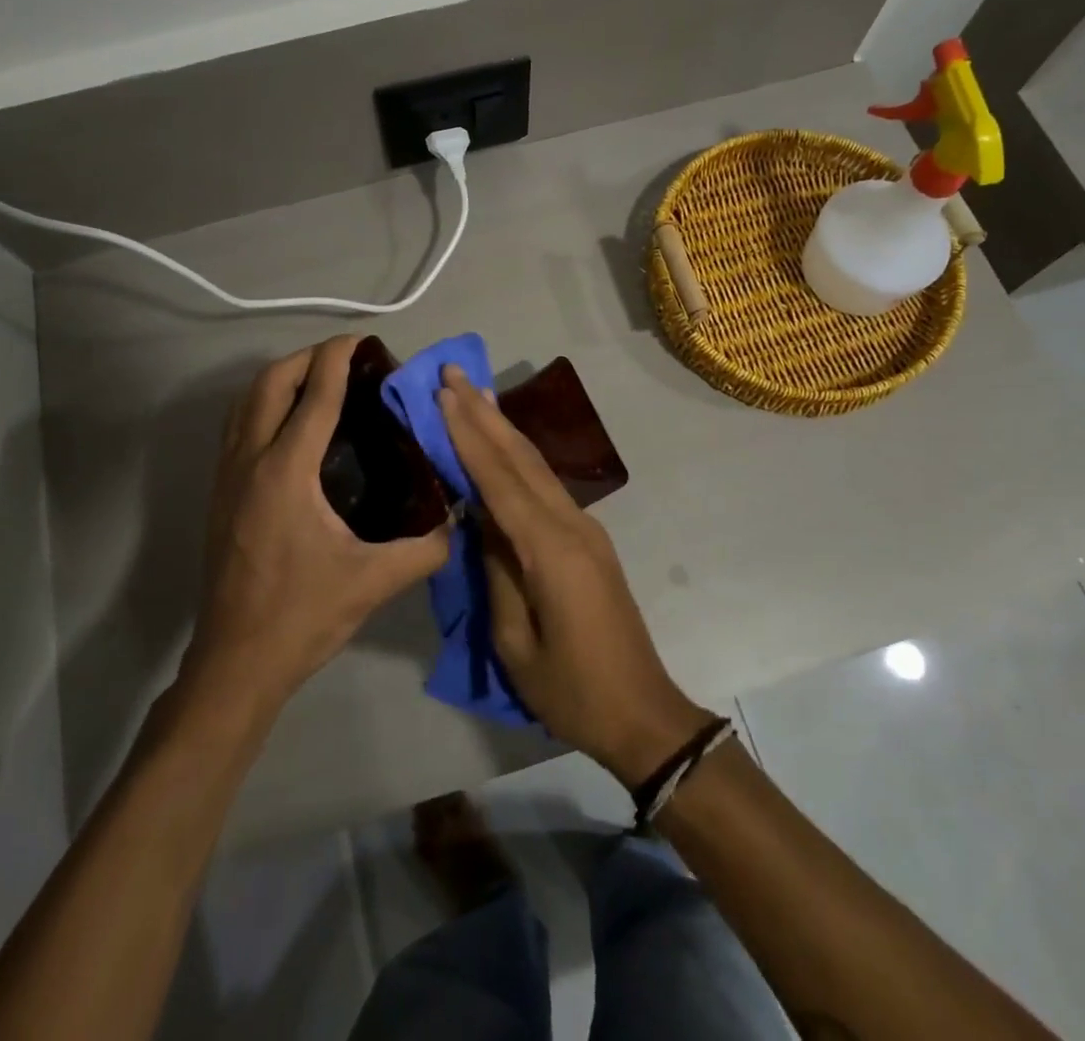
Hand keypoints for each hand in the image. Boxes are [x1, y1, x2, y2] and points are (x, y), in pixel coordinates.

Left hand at [182, 337, 450, 713]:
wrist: (237, 662)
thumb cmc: (302, 615)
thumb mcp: (373, 581)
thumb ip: (426, 548)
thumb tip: (460, 521)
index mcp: (286, 472)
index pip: (315, 396)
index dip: (337, 359)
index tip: (360, 339)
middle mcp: (250, 462)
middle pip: (269, 384)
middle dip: (305, 359)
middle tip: (343, 358)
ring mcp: (227, 477)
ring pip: (245, 403)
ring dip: (279, 379)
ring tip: (317, 381)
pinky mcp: (219, 495)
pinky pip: (237, 427)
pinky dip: (263, 406)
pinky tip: (290, 426)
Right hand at [436, 365, 712, 786]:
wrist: (642, 712)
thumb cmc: (572, 689)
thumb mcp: (515, 642)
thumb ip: (496, 572)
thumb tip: (480, 520)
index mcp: (550, 549)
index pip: (499, 479)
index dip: (468, 435)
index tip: (442, 394)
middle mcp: (572, 524)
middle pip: (521, 458)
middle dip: (484, 413)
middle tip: (452, 373)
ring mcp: (585, 529)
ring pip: (536, 466)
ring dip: (502, 427)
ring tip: (474, 393)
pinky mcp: (588, 540)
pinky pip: (545, 487)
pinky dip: (518, 457)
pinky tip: (503, 444)